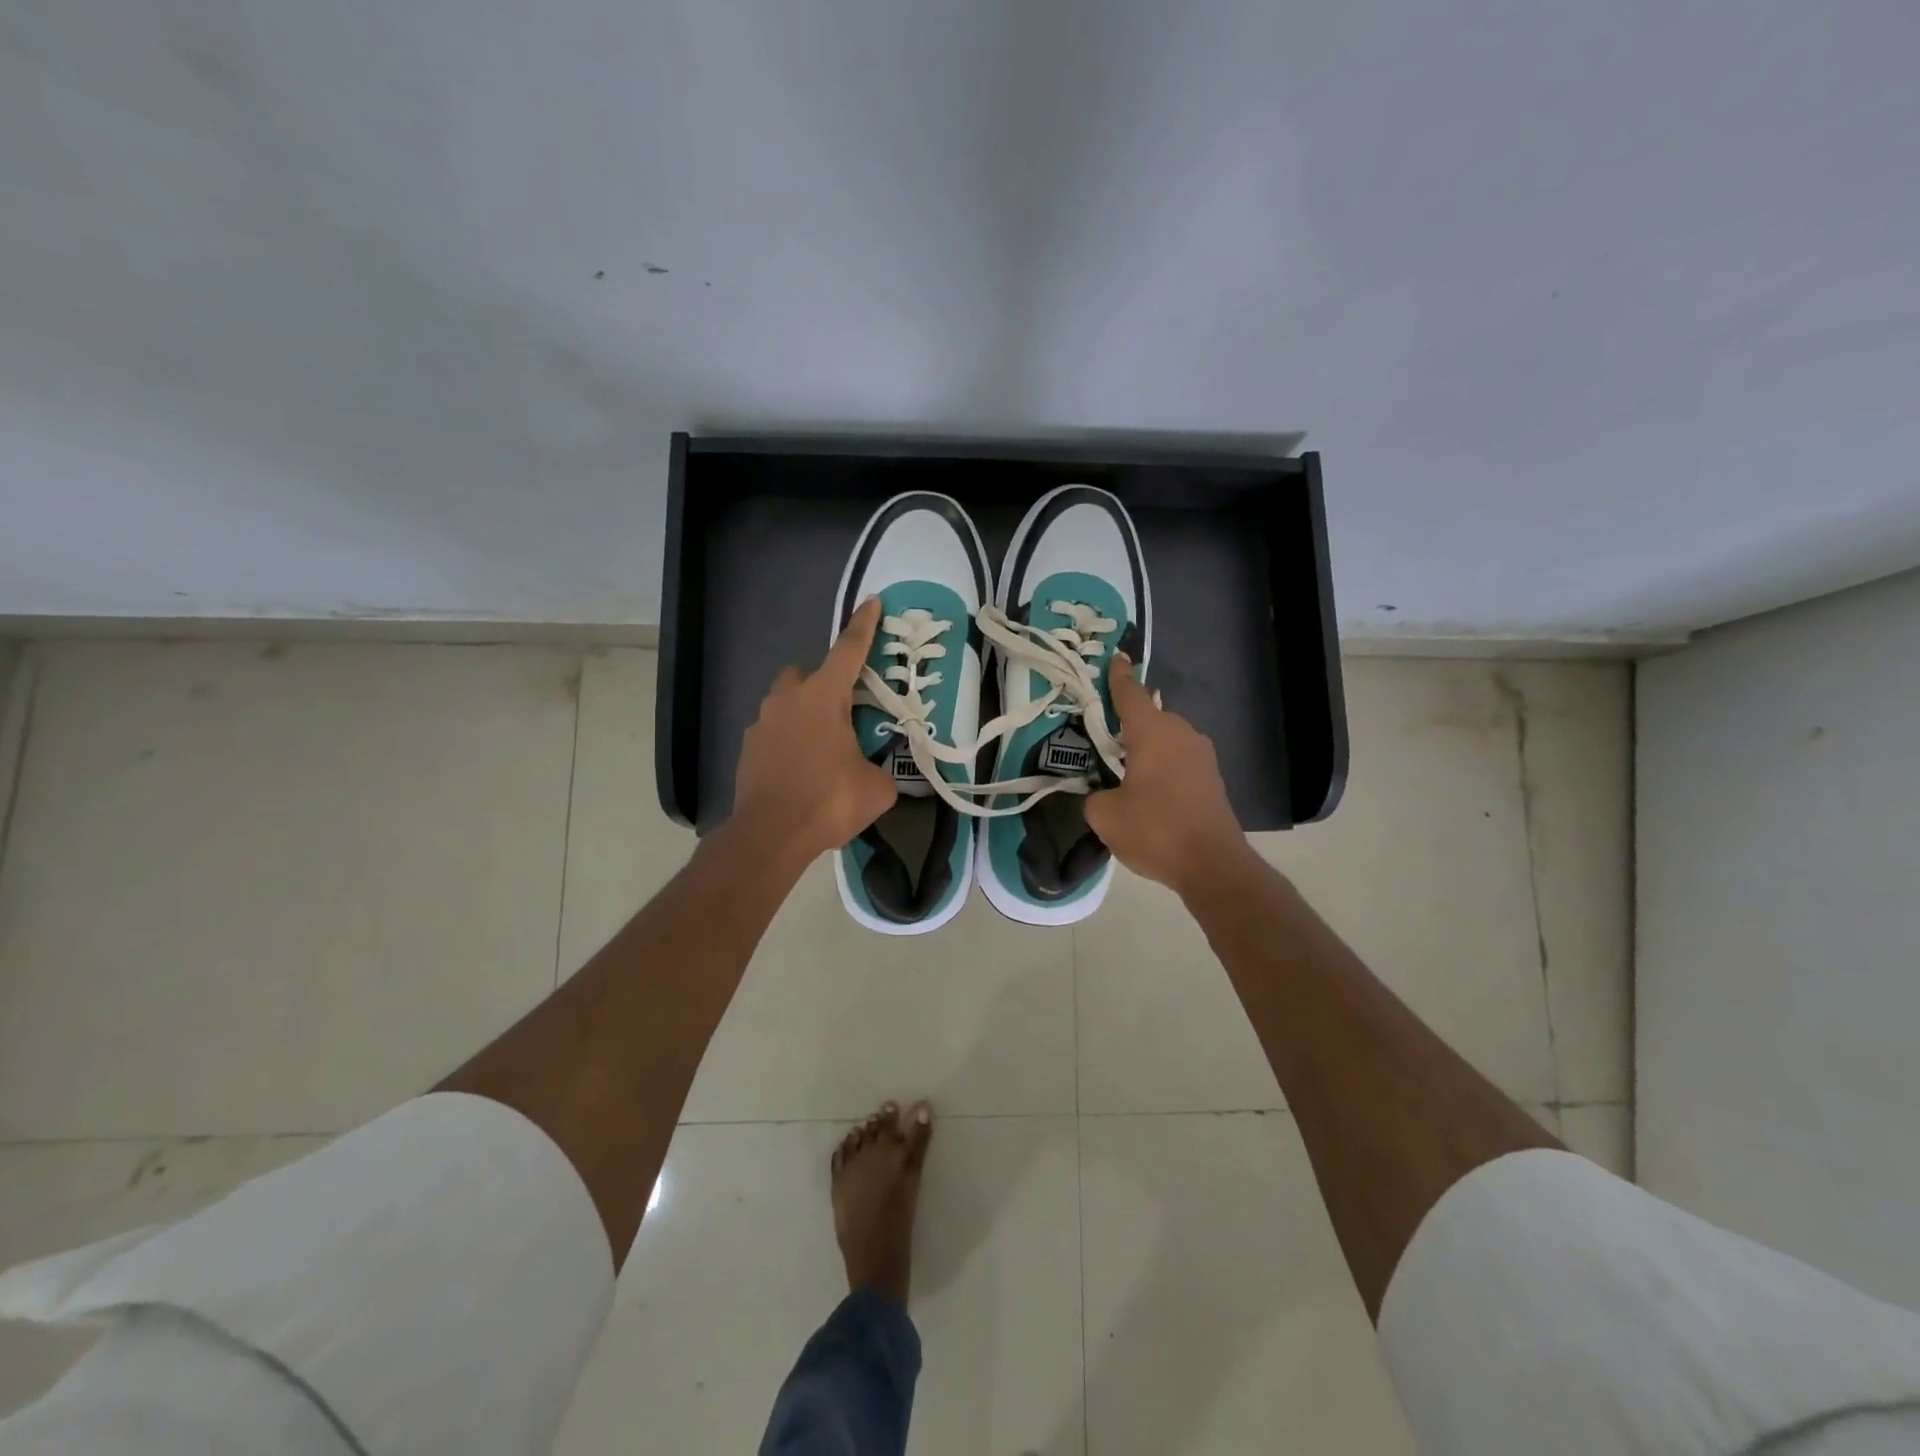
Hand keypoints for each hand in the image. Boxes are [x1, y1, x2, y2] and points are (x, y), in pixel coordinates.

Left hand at [731, 597, 896, 861]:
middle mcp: (787, 701)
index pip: (848, 651)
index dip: (863, 626)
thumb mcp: (876, 788)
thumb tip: (878, 773)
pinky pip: (772, 733)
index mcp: (823, 698)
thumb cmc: (828, 801)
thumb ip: (882, 770)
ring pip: (785, 704)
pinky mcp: (747, 750)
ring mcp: (761, 724)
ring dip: (803, 715)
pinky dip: (787, 742)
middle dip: (822, 683)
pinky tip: (800, 770)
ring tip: (822, 748)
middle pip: (805, 674)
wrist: (769, 836)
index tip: (871, 602)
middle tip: (843, 712)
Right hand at [1084, 653, 1248, 894]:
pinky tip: (1148, 787)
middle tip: (1103, 733)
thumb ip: (1093, 796)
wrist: (1212, 864)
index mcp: (1152, 732)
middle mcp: (1180, 733)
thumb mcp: (1105, 815)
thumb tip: (1099, 794)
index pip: (1130, 694)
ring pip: (1166, 739)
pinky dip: (1162, 764)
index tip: (1115, 658)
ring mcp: (1201, 755)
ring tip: (1123, 765)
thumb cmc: (1155, 830)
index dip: (1118, 676)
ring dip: (1146, 746)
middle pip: (1149, 716)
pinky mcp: (1211, 778)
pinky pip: (1178, 759)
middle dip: (1127, 721)